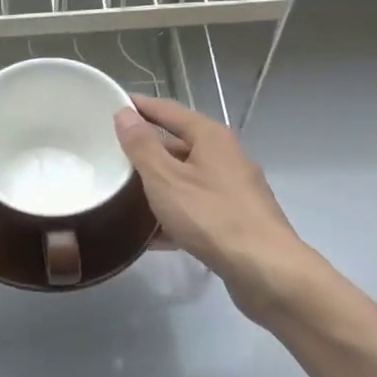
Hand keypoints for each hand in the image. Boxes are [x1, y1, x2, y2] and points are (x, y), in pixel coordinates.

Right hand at [114, 96, 327, 323]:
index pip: (168, 110)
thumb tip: (124, 113)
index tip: (111, 105)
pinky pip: (196, 207)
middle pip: (178, 144)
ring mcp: (233, 189)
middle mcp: (226, 156)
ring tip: (122, 193)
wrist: (266, 270)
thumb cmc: (212, 216)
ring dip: (157, 184)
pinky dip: (173, 214)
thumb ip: (142, 146)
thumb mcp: (166, 179)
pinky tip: (150, 234)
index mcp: (211, 137)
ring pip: (186, 178)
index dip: (139, 106)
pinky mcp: (235, 219)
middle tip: (110, 153)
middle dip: (146, 149)